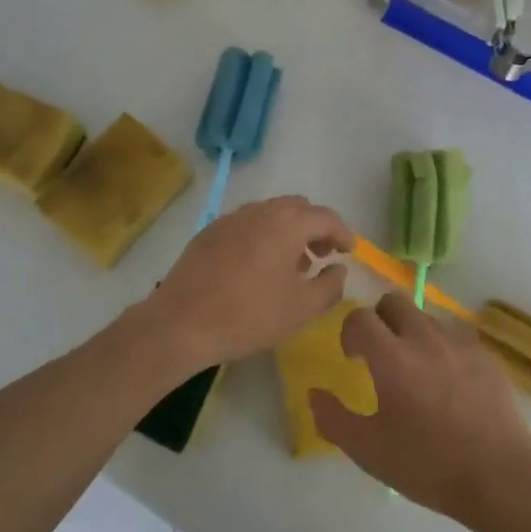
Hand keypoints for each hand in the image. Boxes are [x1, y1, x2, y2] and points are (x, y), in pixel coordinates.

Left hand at [144, 197, 353, 369]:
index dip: (342, 233)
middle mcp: (259, 211)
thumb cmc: (249, 316)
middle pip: (297, 208)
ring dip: (288, 231)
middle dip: (314, 227)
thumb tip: (339, 269)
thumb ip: (330, 286)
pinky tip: (257, 268)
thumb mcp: (302, 309)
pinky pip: (246, 225)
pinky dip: (262, 236)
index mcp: (286, 224)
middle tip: (321, 255)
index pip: (325, 217)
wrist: (181, 323)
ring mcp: (230, 219)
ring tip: (291, 265)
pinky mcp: (209, 233)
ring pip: (270, 214)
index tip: (349, 251)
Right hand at [310, 292, 530, 528]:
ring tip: (417, 372)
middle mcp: (425, 339)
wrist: (500, 478)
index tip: (353, 357)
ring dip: (412, 333)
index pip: (361, 317)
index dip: (350, 331)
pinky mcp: (487, 357)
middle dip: (380, 320)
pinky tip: (450, 386)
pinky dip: (443, 350)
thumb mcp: (369, 451)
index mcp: (392, 357)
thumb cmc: (428, 465)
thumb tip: (314, 393)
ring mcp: (460, 344)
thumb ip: (333, 419)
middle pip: (395, 301)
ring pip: (427, 317)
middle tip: (380, 355)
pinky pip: (456, 338)